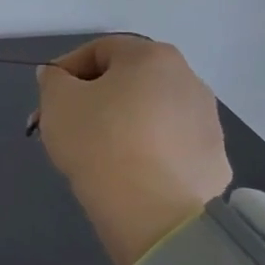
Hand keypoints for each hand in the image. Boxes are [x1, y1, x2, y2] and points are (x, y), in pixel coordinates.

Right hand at [33, 36, 231, 264]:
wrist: (154, 214)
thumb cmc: (99, 141)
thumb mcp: (56, 101)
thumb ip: (52, 79)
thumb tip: (59, 77)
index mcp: (152, 57)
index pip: (99, 50)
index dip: (66, 70)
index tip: (48, 98)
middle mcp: (189, 81)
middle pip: (128, 81)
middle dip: (94, 99)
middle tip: (65, 126)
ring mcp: (209, 123)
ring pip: (150, 114)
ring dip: (122, 124)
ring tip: (95, 153)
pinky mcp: (215, 162)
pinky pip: (170, 147)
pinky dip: (147, 153)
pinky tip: (126, 174)